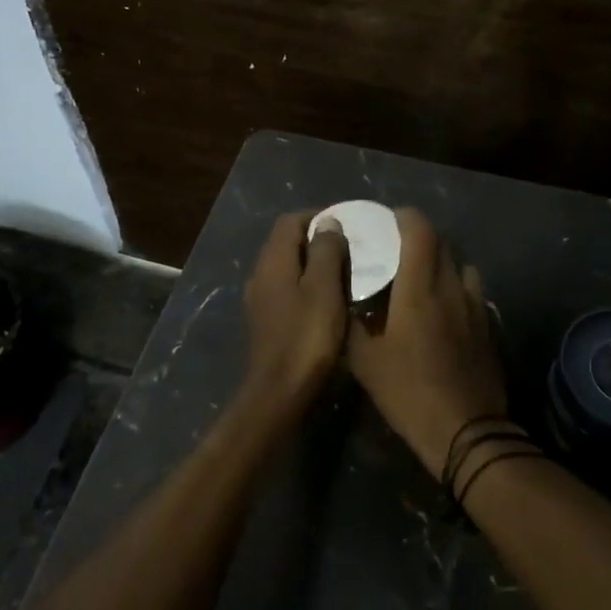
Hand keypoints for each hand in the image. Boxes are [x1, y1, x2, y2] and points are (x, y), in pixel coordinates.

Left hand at [241, 211, 348, 418]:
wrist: (279, 392)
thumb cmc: (307, 336)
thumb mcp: (324, 288)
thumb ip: (326, 250)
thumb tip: (328, 222)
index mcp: (273, 261)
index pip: (290, 221)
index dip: (317, 216)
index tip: (347, 224)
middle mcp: (260, 274)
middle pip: (286, 242)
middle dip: (316, 239)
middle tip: (350, 246)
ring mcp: (260, 299)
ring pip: (287, 267)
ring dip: (312, 263)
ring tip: (344, 271)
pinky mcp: (265, 321)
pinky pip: (286, 289)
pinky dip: (306, 285)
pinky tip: (327, 299)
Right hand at [347, 207, 507, 479]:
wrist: (465, 432)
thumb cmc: (409, 392)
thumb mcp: (364, 361)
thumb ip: (352, 323)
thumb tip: (343, 300)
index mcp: (419, 288)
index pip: (419, 230)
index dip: (404, 217)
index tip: (387, 220)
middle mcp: (451, 287)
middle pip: (442, 242)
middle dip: (420, 237)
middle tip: (397, 248)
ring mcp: (475, 306)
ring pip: (461, 266)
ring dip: (442, 262)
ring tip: (423, 276)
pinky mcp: (488, 326)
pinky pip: (472, 292)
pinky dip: (456, 288)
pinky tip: (444, 310)